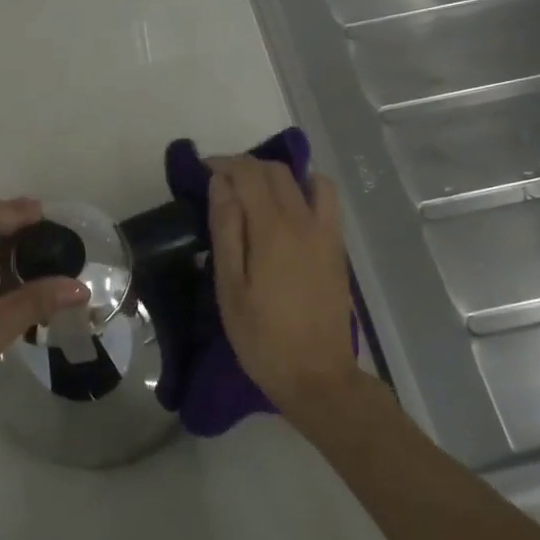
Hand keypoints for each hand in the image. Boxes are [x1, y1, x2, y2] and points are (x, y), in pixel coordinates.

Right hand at [208, 157, 359, 424]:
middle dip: (246, 167)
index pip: (249, 173)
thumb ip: (226, 229)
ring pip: (306, 180)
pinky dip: (305, 189)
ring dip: (278, 175)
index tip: (202, 170)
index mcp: (273, 229)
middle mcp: (304, 220)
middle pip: (277, 172)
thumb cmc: (262, 336)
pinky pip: (325, 200)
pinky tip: (288, 211)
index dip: (224, 163)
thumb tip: (221, 183)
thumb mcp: (230, 287)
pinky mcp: (337, 248)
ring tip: (256, 192)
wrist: (317, 375)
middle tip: (220, 182)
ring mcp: (327, 233)